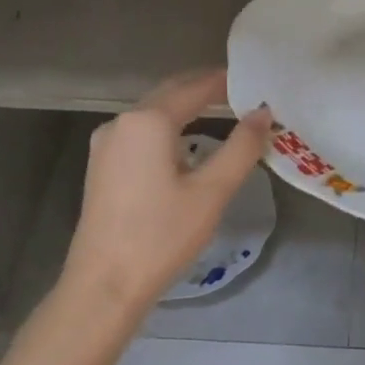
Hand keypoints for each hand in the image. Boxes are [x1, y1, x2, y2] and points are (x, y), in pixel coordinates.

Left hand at [5, 72, 270, 364]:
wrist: (103, 286)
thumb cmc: (161, 236)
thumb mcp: (211, 192)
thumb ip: (241, 147)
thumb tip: (263, 113)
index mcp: (147, 121)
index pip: (193, 87)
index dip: (223, 80)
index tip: (252, 78)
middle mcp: (121, 123)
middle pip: (168, 93)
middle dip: (203, 88)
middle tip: (240, 90)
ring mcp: (105, 144)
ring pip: (152, 113)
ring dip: (184, 107)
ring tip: (220, 111)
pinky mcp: (101, 166)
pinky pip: (139, 132)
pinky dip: (167, 126)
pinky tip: (185, 141)